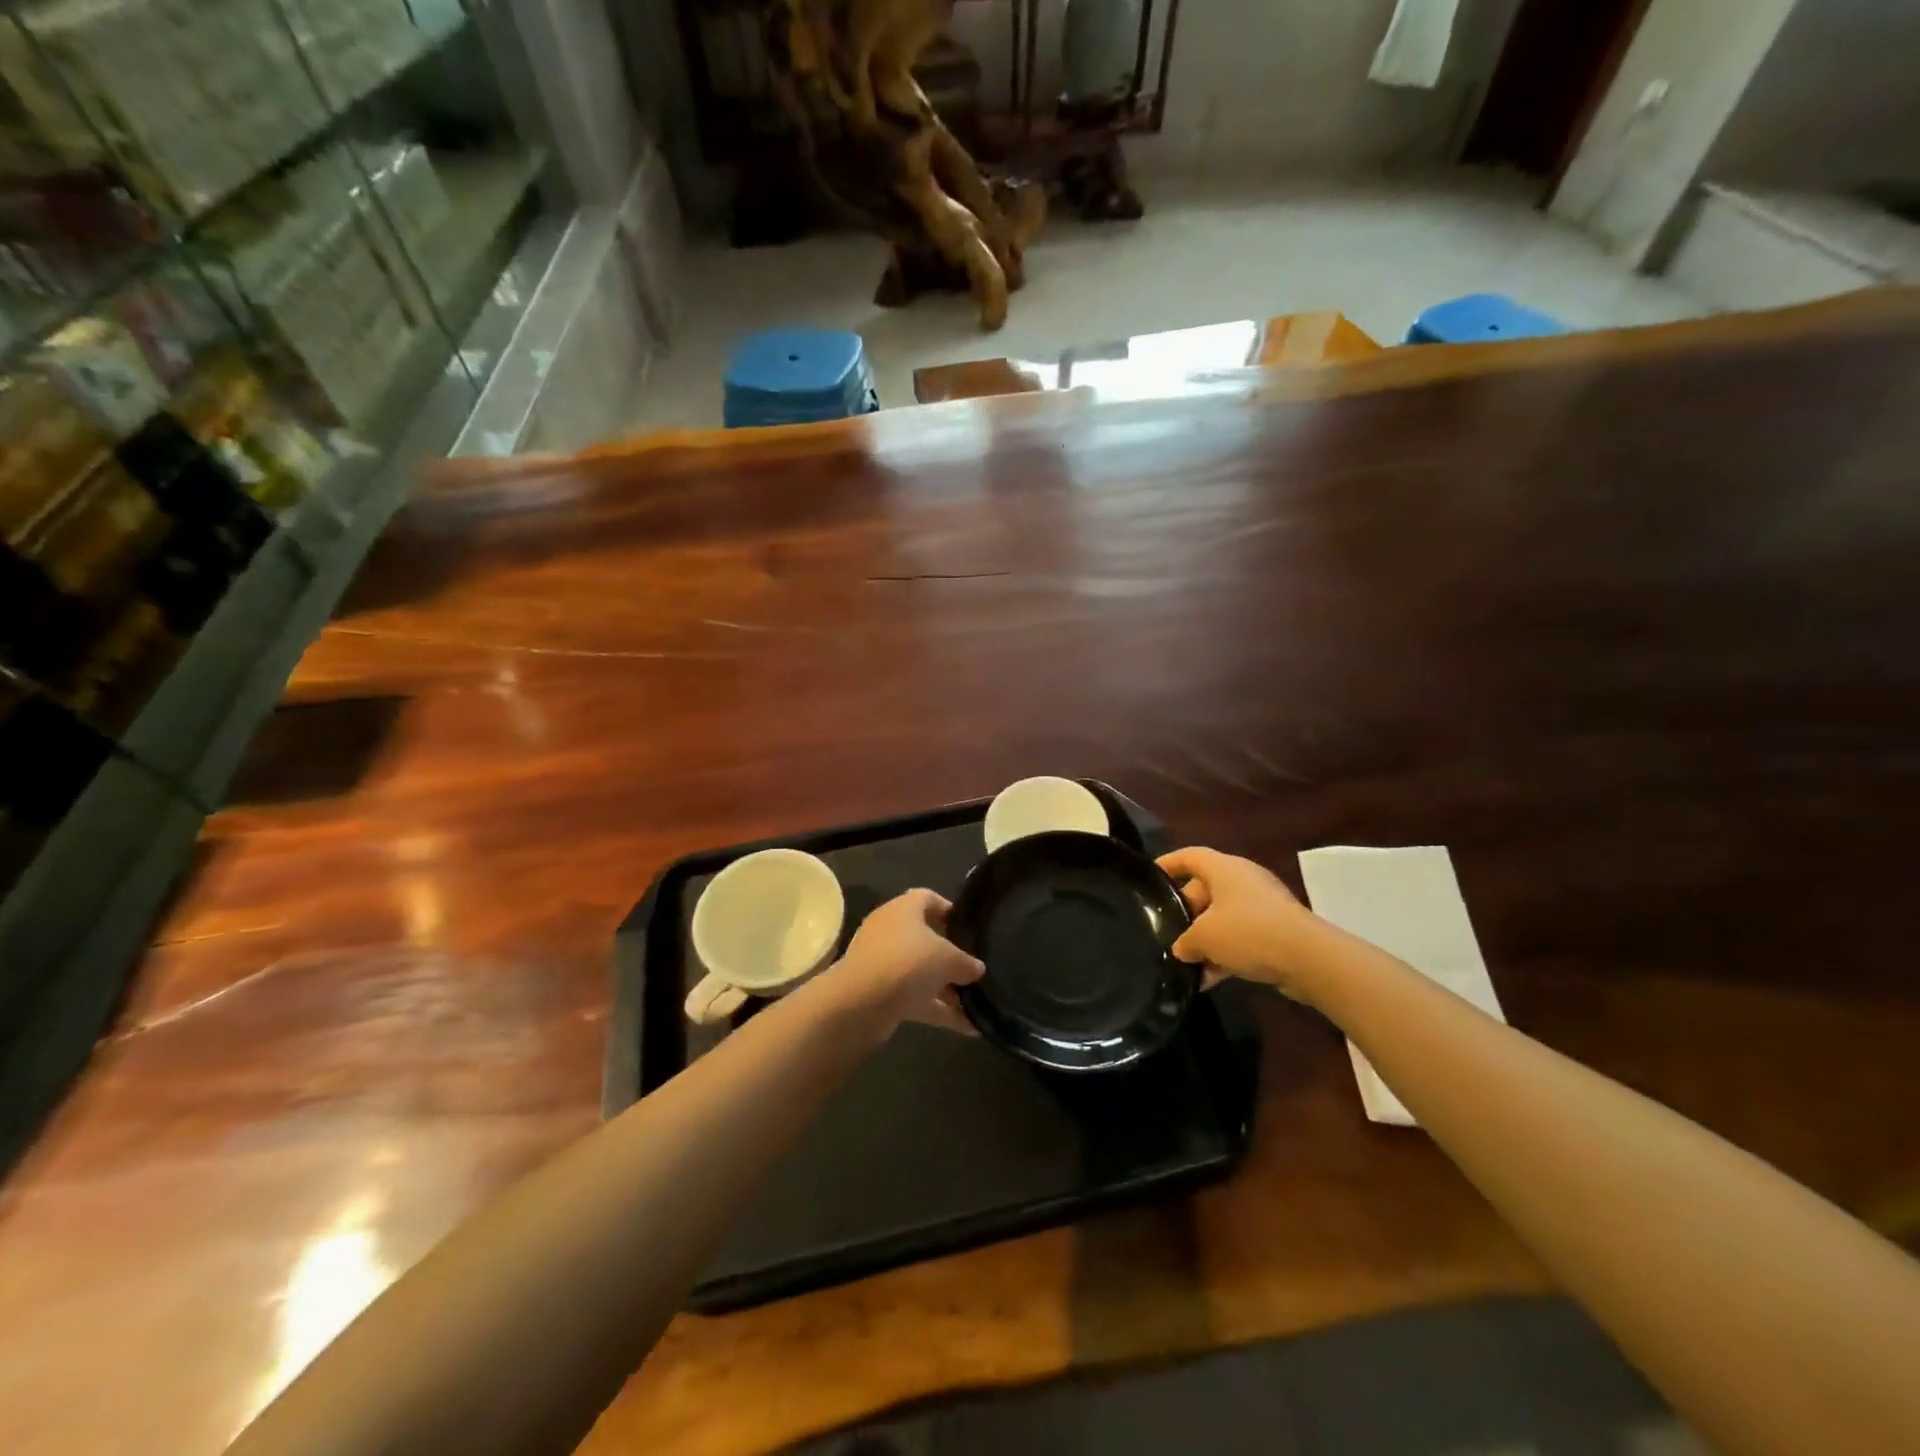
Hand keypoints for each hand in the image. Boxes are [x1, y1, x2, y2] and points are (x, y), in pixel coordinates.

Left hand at [827, 888, 984, 1034]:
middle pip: (925, 939)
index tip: (968, 926)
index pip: (926, 898)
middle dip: (951, 957)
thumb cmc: (908, 962)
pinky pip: (916, 999)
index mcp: (903, 909)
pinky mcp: (880, 994)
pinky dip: (939, 1010)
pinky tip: (968, 1028)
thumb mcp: (948, 958)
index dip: (948, 908)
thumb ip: (966, 962)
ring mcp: (883, 964)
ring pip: (921, 973)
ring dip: (947, 989)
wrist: (860, 1003)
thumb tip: (977, 968)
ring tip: (978, 1004)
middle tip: (975, 969)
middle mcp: (890, 931)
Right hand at [1157, 847, 1322, 999]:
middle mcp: (1243, 881)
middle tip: (1166, 934)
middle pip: (1205, 890)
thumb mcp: (1204, 937)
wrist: (1308, 958)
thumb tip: (1181, 949)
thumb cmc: (1248, 931)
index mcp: (1224, 869)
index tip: (1150, 877)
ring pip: (1222, 918)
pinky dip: (1224, 955)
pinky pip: (1241, 938)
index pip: (1190, 856)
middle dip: (1185, 914)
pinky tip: (1208, 981)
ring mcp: (1262, 906)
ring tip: (1184, 965)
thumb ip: (1185, 941)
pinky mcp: (1276, 931)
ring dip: (1205, 940)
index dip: (1169, 864)